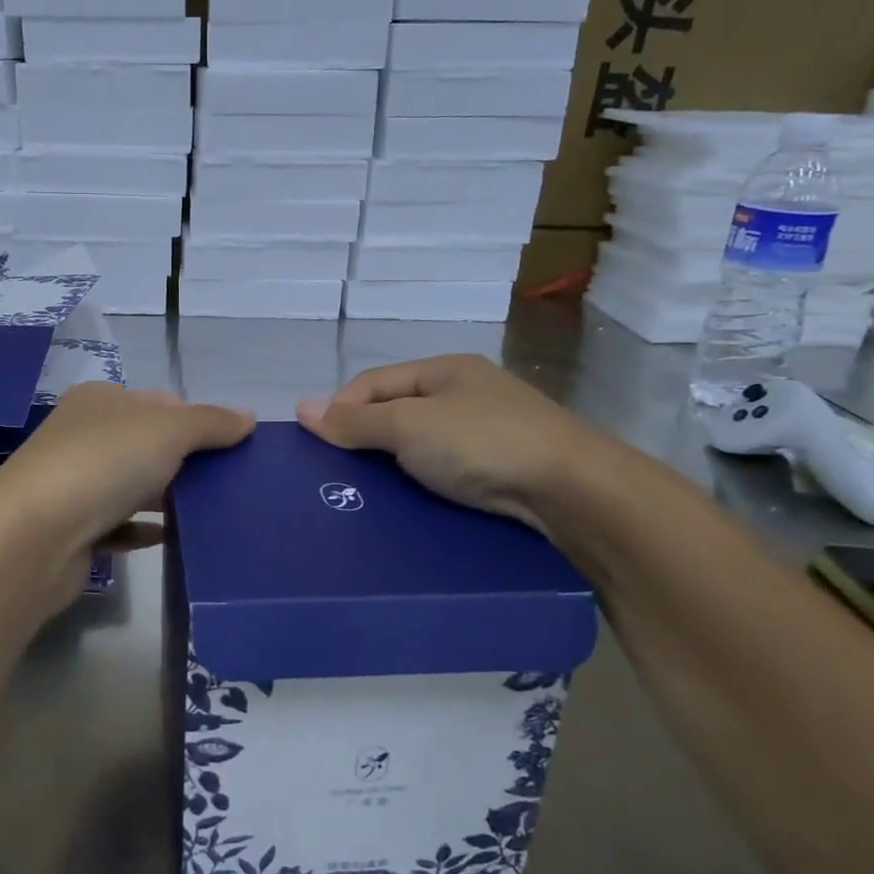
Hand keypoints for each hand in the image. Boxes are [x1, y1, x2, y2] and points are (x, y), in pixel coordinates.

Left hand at [0, 380, 253, 561]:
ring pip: (131, 485)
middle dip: (186, 461)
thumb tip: (248, 418)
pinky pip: (117, 525)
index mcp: (100, 401)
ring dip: (166, 496)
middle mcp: (82, 435)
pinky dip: (143, 529)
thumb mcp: (168, 429)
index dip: (197, 419)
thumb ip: (210, 422)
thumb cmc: (104, 463)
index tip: (233, 446)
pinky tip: (171, 538)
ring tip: (212, 512)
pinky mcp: (71, 530)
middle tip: (230, 482)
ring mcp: (73, 484)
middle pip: (145, 444)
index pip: (159, 402)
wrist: (34, 536)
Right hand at [297, 354, 609, 529]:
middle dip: (365, 437)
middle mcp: (467, 393)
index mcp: (444, 369)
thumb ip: (355, 420)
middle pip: (398, 411)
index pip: (374, 381)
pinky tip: (410, 504)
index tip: (315, 442)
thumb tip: (301, 408)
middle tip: (337, 473)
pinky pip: (448, 470)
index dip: (340, 406)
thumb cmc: (481, 442)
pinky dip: (423, 483)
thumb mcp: (408, 426)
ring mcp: (490, 431)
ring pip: (423, 444)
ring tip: (366, 494)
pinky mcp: (505, 468)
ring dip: (394, 464)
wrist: (572, 491)